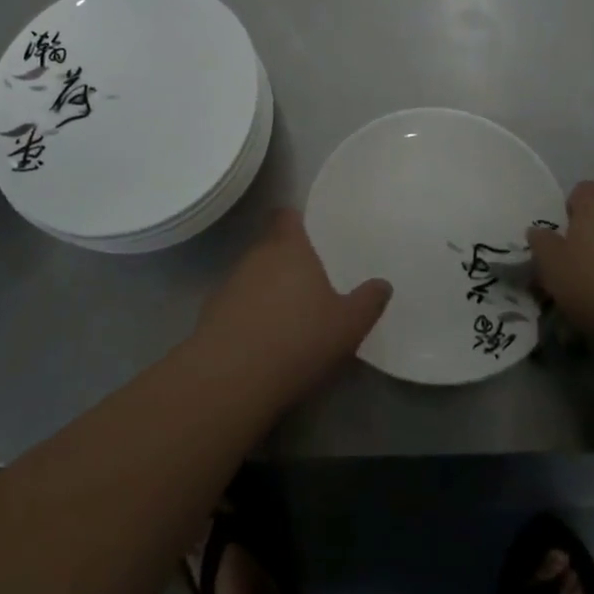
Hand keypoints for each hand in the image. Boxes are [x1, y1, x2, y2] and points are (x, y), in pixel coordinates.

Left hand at [195, 210, 391, 397]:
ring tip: (287, 316)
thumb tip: (383, 284)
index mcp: (289, 248)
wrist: (230, 378)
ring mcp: (229, 283)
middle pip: (270, 246)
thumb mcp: (347, 325)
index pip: (286, 215)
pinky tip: (261, 341)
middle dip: (286, 260)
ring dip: (266, 289)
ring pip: (252, 275)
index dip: (296, 221)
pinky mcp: (211, 313)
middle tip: (309, 282)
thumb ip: (367, 301)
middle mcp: (256, 256)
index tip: (310, 234)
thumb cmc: (297, 339)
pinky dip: (248, 314)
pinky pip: (236, 303)